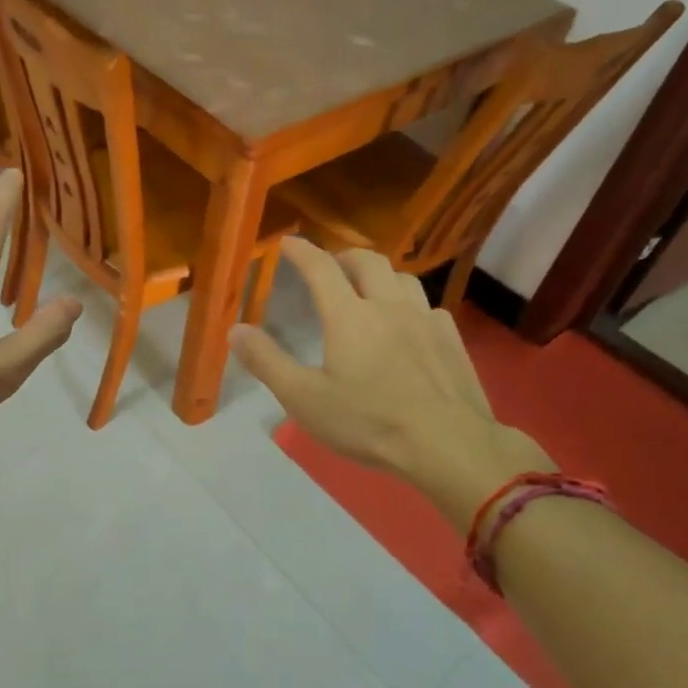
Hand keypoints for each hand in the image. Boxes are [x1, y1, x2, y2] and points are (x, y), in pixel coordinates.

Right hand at [229, 239, 550, 529]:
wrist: (449, 444)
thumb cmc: (369, 422)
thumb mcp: (304, 399)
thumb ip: (267, 361)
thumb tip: (235, 330)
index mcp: (349, 316)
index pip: (320, 268)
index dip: (301, 251)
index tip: (288, 242)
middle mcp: (388, 306)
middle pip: (368, 260)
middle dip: (343, 256)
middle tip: (330, 265)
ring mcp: (425, 320)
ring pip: (402, 277)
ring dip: (380, 275)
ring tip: (369, 289)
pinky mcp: (452, 340)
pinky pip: (428, 306)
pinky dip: (410, 305)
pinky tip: (409, 326)